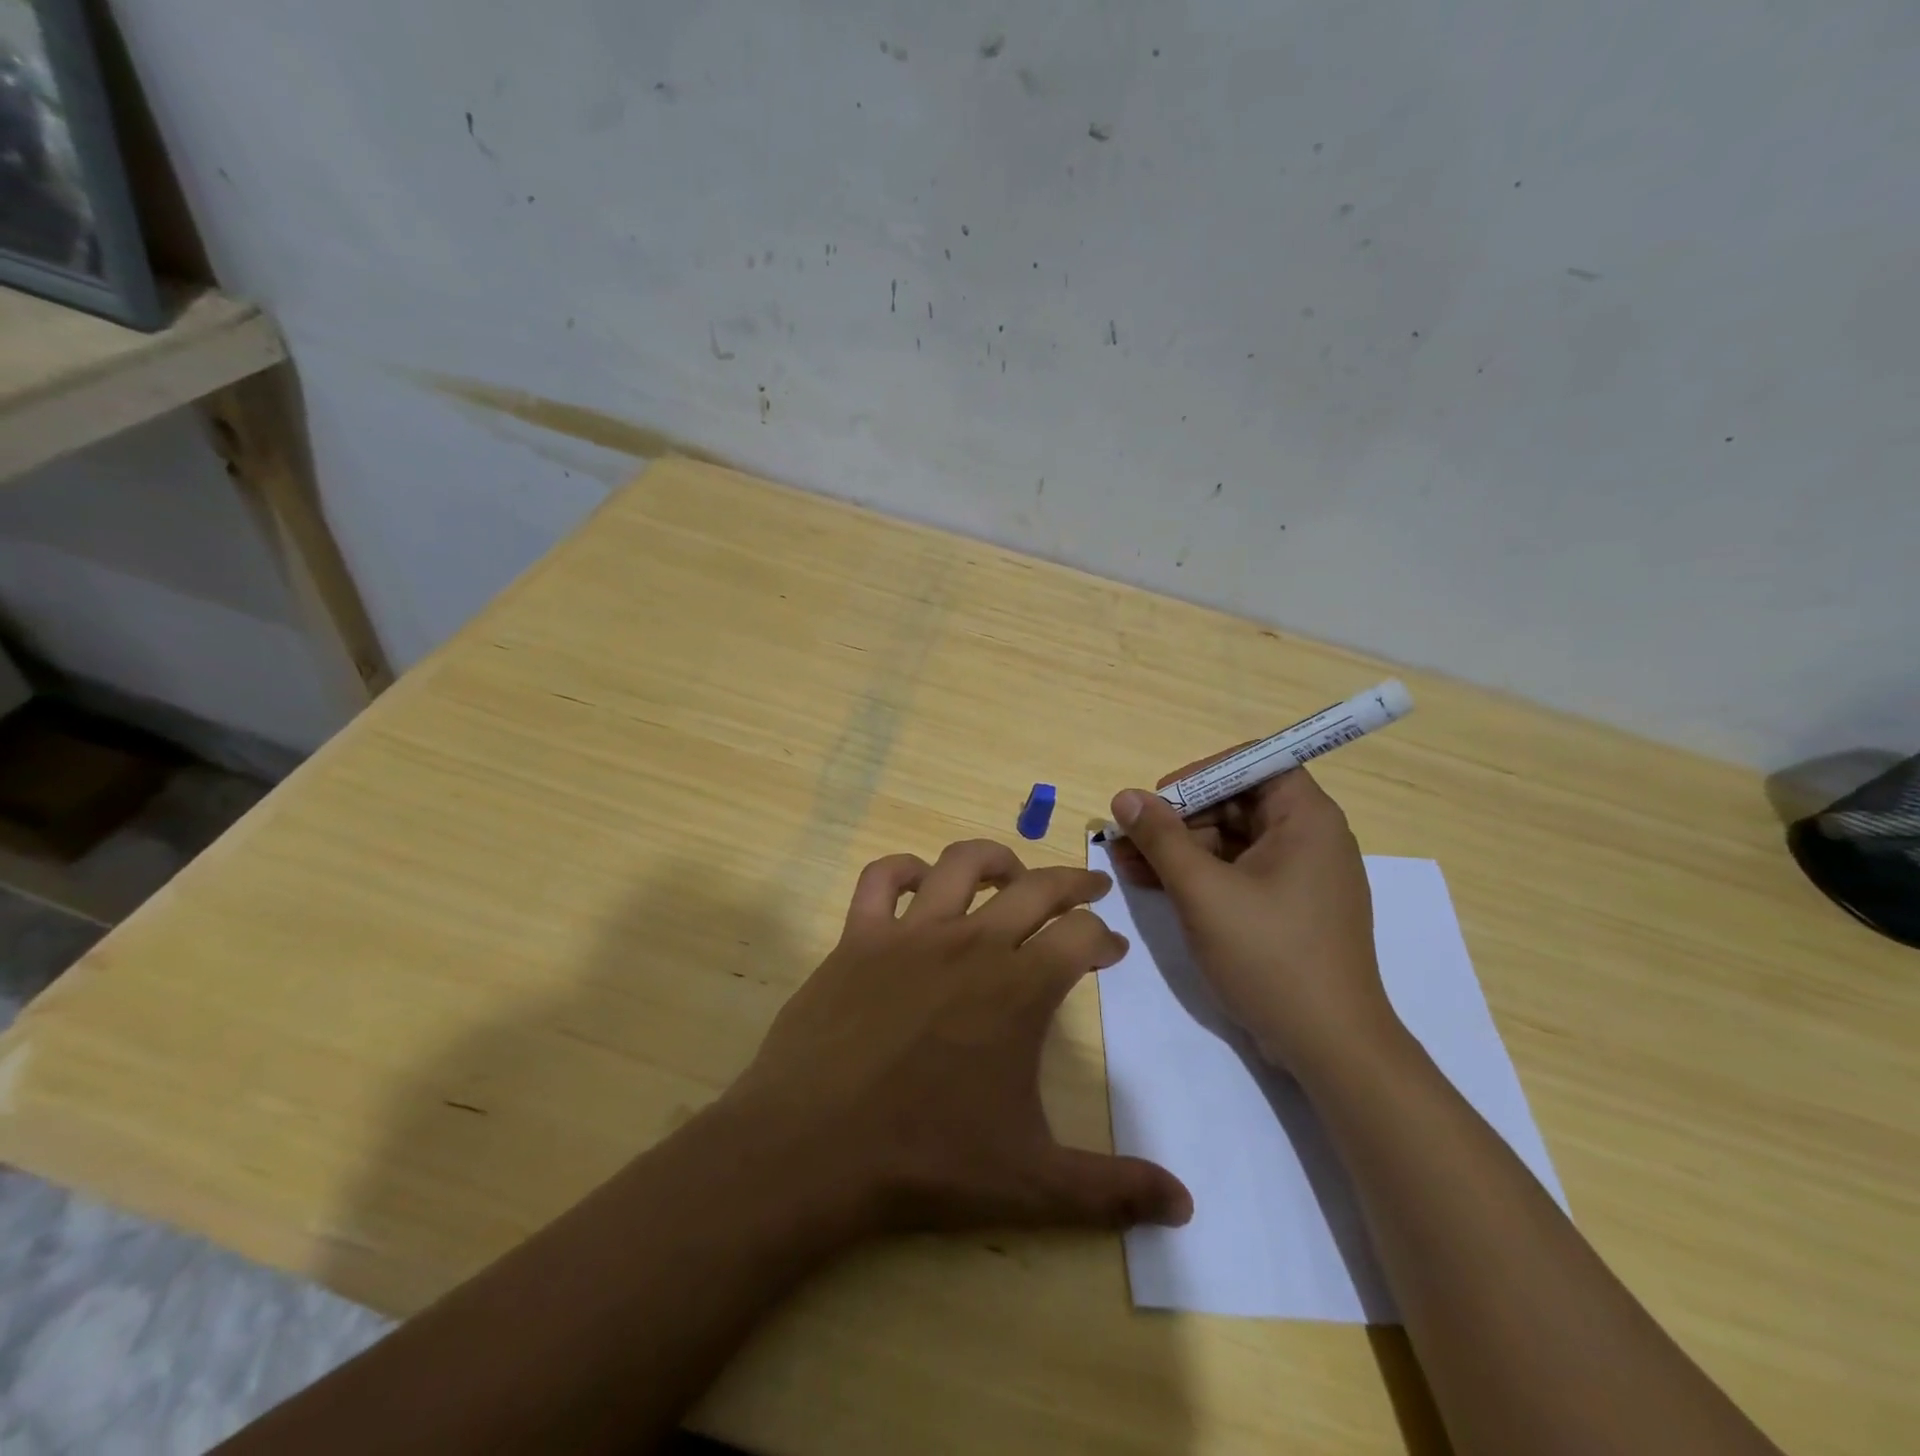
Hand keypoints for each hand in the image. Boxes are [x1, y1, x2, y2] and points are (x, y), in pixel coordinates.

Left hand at [720, 839, 1192, 1238]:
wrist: (814, 1149)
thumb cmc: (927, 1159)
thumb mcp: (1033, 1183)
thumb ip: (1113, 1190)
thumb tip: (1187, 1206)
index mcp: (1020, 988)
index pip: (1082, 937)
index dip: (1104, 938)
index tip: (1111, 949)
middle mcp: (972, 943)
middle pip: (1037, 887)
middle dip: (1072, 882)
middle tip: (1088, 889)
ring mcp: (911, 933)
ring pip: (962, 863)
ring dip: (996, 860)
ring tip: (1010, 874)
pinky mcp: (858, 937)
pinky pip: (880, 879)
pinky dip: (901, 870)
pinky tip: (916, 882)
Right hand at [1107, 760, 1397, 1078]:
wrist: (1330, 1047)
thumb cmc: (1269, 955)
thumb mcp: (1203, 891)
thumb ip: (1161, 838)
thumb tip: (1125, 796)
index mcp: (1306, 818)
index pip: (1252, 763)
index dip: (1200, 774)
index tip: (1158, 799)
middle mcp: (1309, 837)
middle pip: (1236, 802)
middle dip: (1178, 818)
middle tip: (1129, 838)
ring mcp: (1299, 876)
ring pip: (1231, 840)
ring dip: (1179, 848)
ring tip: (1126, 863)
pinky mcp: (1288, 908)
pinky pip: (1238, 873)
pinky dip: (1199, 875)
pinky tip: (1153, 884)